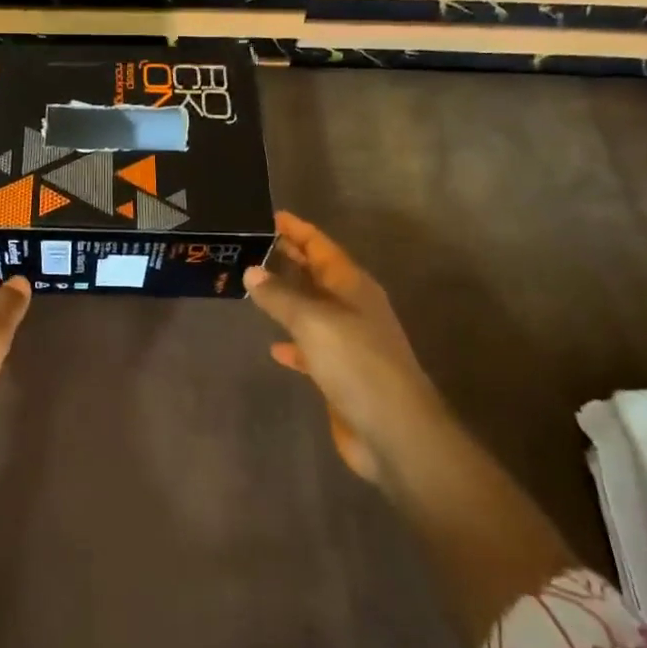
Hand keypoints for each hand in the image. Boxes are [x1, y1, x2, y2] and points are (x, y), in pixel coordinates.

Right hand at [244, 211, 449, 486]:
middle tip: (253, 245)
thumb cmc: (357, 364)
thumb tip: (252, 271)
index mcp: (353, 287)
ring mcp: (349, 342)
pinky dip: (293, 343)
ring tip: (254, 288)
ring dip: (287, 298)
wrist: (394, 431)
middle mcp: (353, 308)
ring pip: (312, 309)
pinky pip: (311, 348)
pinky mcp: (342, 374)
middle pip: (317, 274)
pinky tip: (274, 347)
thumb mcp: (313, 322)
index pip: (321, 246)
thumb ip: (280, 296)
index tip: (271, 215)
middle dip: (290, 259)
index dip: (298, 230)